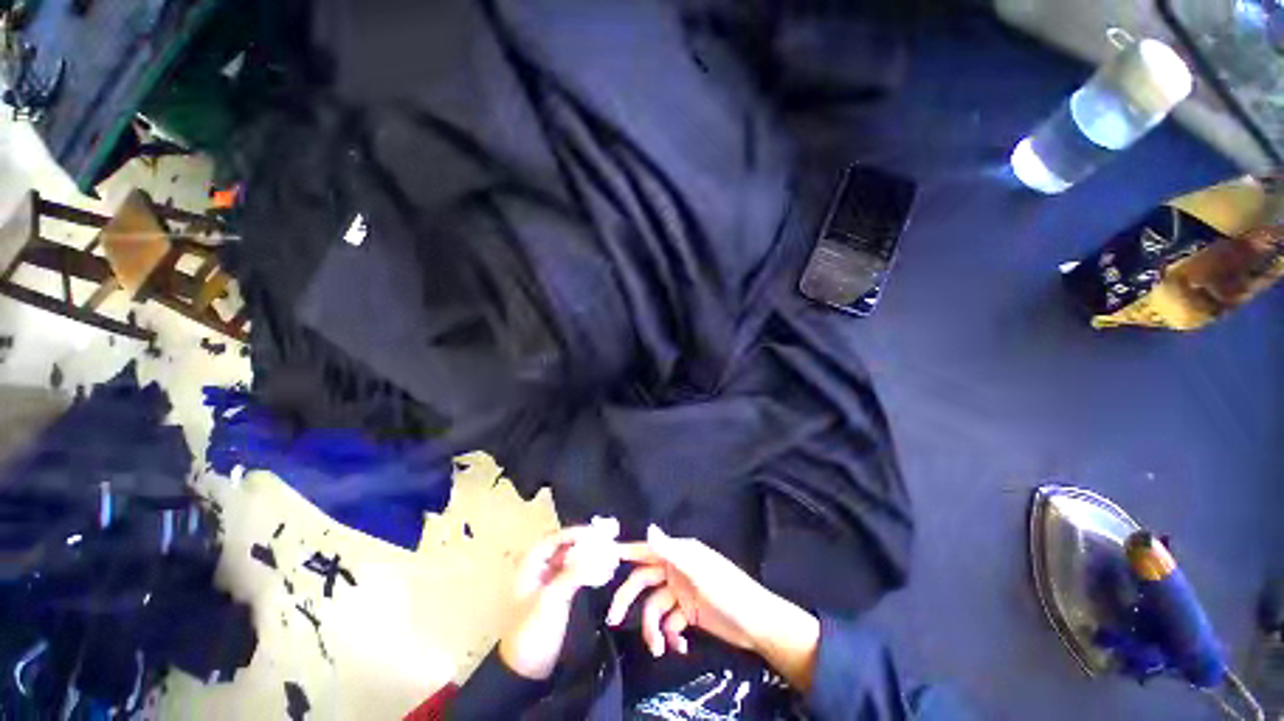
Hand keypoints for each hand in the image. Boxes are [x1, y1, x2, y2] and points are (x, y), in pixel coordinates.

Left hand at [499, 517, 621, 679]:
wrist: (527, 670)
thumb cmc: (533, 630)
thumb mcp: (553, 598)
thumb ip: (575, 572)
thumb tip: (600, 552)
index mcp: (531, 564)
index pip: (556, 538)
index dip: (577, 532)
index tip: (599, 532)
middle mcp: (540, 567)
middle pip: (565, 545)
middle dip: (586, 541)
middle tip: (608, 537)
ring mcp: (550, 580)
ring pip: (572, 558)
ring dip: (590, 553)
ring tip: (610, 551)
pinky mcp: (560, 593)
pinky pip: (577, 572)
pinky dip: (589, 567)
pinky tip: (605, 568)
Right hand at [608, 525, 819, 690]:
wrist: (756, 624)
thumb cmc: (727, 590)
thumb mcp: (697, 570)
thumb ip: (670, 550)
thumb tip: (648, 527)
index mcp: (679, 554)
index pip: (647, 550)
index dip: (626, 552)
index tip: (603, 558)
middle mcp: (677, 570)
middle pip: (644, 582)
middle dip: (628, 599)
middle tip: (613, 619)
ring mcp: (682, 593)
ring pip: (655, 608)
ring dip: (653, 629)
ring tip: (658, 649)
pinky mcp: (688, 614)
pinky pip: (670, 624)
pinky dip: (670, 637)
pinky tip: (680, 648)